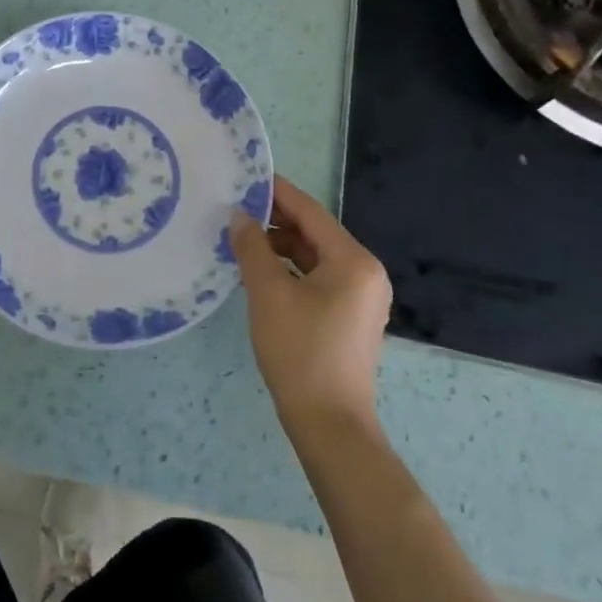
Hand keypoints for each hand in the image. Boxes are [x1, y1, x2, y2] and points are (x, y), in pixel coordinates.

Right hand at [231, 176, 391, 433]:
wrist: (329, 425)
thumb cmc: (300, 352)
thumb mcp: (268, 293)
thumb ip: (252, 247)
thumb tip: (239, 215)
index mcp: (354, 261)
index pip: (311, 212)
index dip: (277, 192)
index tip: (247, 177)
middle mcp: (365, 272)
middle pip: (315, 233)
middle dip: (275, 222)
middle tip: (236, 211)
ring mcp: (361, 297)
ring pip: (315, 257)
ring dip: (280, 248)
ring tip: (242, 244)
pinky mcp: (351, 317)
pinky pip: (318, 279)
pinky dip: (291, 271)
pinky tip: (261, 275)